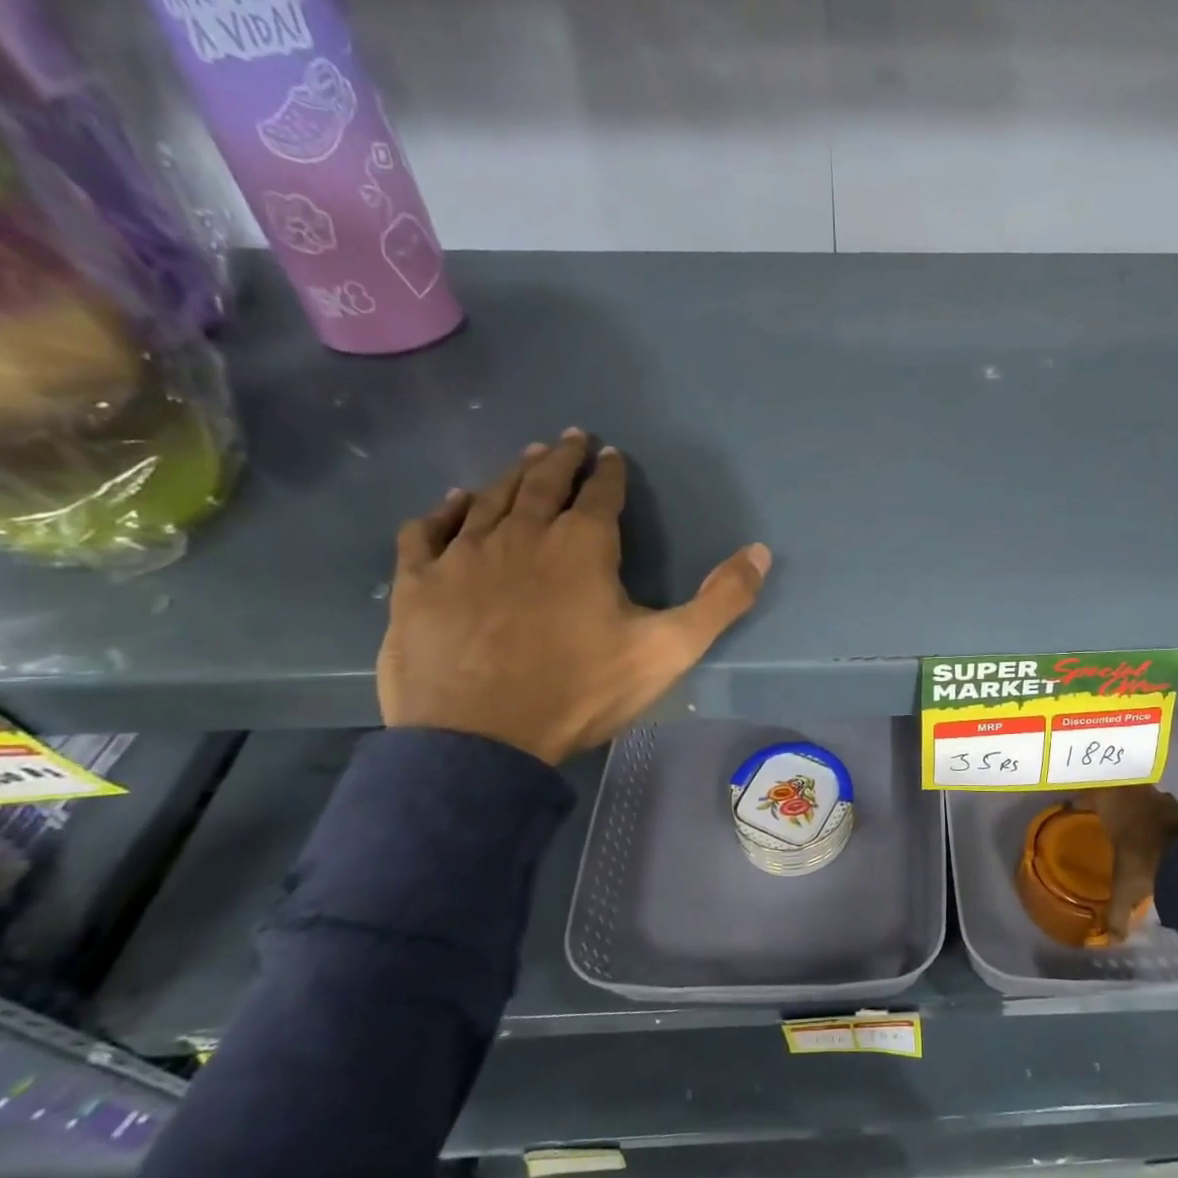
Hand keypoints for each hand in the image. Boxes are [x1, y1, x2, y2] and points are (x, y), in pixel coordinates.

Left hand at [377, 429, 771, 764]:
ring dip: (511, 474)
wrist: (481, 740)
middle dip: (560, 458)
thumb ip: (720, 600)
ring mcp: (463, 555)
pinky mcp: (418, 583)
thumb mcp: (669, 649)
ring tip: (525, 458)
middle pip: (542, 482)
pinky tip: (453, 502)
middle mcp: (521, 534)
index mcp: (582, 546)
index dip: (609, 473)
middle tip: (569, 437)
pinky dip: (443, 510)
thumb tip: (759, 551)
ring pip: (489, 498)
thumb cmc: (581, 691)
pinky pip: (427, 530)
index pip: (600, 495)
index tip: (612, 454)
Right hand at [1078, 786, 1177, 939]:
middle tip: (1106, 812)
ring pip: (1143, 795)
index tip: (1075, 804)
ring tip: (1135, 821)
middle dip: (1111, 798)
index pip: (1090, 793)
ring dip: (1138, 805)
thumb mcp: (1126, 889)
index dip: (1082, 798)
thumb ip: (1117, 912)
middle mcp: (1134, 796)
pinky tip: (1162, 831)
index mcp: (1112, 807)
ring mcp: (1161, 799)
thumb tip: (1113, 939)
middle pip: (1117, 789)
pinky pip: (1166, 807)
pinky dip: (1162, 816)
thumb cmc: (1144, 862)